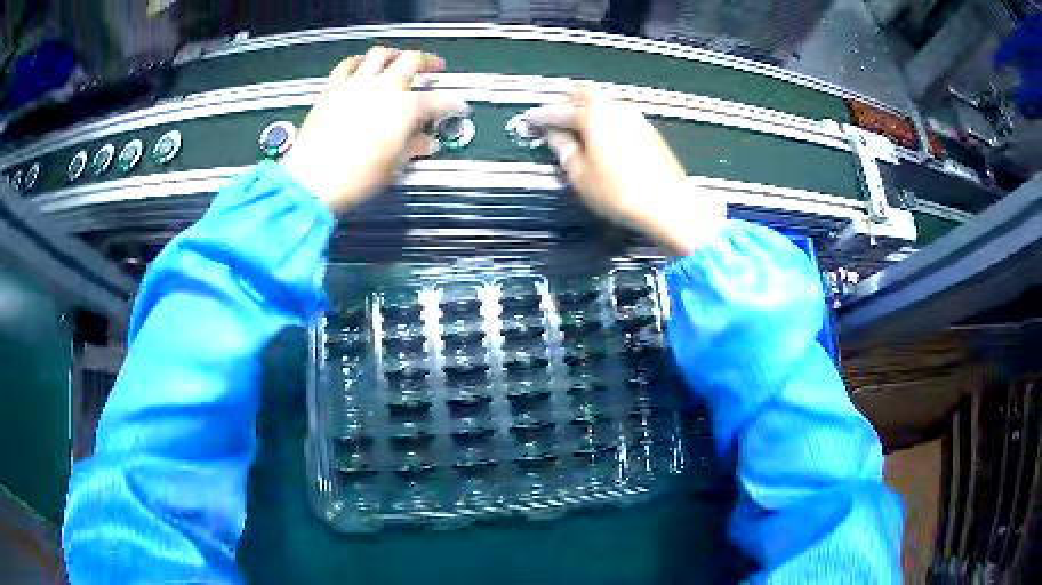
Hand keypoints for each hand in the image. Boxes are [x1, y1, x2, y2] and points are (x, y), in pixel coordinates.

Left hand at [282, 47, 468, 211]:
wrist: (312, 182)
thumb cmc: (355, 178)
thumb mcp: (393, 166)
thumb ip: (412, 147)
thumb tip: (426, 143)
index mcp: (404, 108)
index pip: (439, 100)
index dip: (454, 103)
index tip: (460, 106)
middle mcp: (383, 88)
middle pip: (411, 60)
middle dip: (428, 62)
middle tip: (435, 67)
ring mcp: (355, 85)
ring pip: (379, 54)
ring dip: (393, 54)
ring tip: (398, 59)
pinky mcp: (332, 90)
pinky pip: (346, 66)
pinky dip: (357, 62)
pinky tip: (360, 66)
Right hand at [525, 87, 724, 254]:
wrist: (669, 206)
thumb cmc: (619, 194)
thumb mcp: (581, 177)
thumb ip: (564, 150)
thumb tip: (555, 136)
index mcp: (594, 116)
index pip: (560, 110)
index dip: (541, 116)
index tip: (530, 122)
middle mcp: (616, 109)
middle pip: (585, 94)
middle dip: (567, 103)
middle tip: (555, 121)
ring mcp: (636, 118)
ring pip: (605, 102)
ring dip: (587, 110)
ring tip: (577, 131)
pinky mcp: (649, 131)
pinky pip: (619, 115)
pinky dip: (605, 120)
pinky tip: (602, 139)